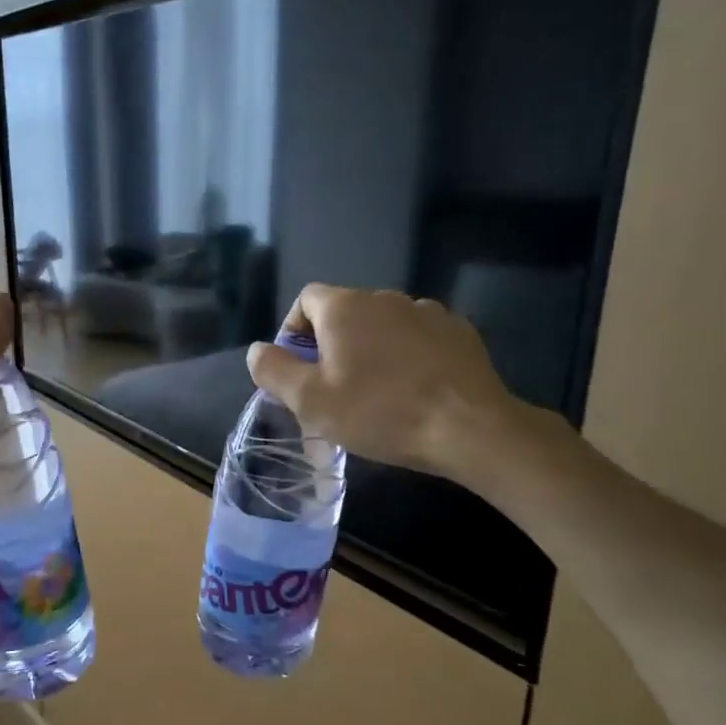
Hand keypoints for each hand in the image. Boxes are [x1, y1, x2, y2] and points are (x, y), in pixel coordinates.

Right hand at [245, 284, 525, 480]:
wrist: (468, 427)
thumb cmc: (378, 412)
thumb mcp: (310, 401)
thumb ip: (274, 370)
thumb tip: (257, 350)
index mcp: (344, 307)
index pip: (305, 299)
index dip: (293, 331)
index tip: (297, 369)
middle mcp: (385, 297)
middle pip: (344, 312)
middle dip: (331, 344)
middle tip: (332, 388)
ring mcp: (427, 311)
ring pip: (383, 325)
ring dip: (370, 349)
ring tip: (376, 391)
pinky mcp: (458, 332)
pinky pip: (418, 337)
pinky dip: (407, 355)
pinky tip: (413, 389)